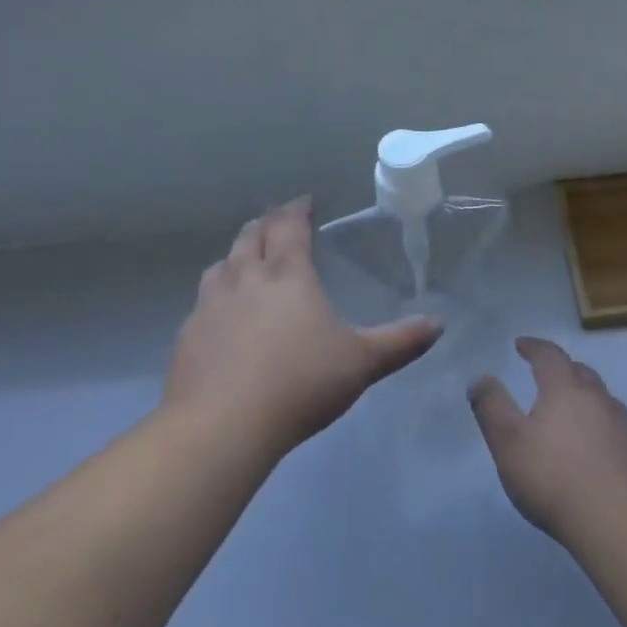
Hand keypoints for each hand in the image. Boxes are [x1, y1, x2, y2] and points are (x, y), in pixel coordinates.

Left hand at [164, 198, 442, 458]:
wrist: (223, 425)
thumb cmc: (300, 383)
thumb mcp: (361, 363)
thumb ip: (400, 342)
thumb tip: (438, 324)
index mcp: (288, 276)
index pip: (289, 227)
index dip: (297, 210)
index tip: (304, 201)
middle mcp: (246, 279)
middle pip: (251, 238)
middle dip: (265, 224)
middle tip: (275, 220)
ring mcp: (210, 306)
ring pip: (221, 265)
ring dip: (235, 254)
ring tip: (244, 258)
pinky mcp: (188, 335)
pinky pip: (202, 301)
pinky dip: (215, 293)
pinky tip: (220, 313)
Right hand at [469, 336, 626, 549]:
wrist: (622, 523)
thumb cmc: (555, 478)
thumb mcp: (508, 443)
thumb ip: (492, 408)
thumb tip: (480, 378)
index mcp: (565, 389)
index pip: (549, 355)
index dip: (534, 347)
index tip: (521, 345)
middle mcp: (598, 398)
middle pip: (580, 372)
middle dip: (561, 369)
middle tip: (546, 375)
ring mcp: (624, 425)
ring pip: (601, 399)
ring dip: (584, 397)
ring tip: (570, 410)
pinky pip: (616, 427)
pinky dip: (601, 426)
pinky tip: (595, 447)